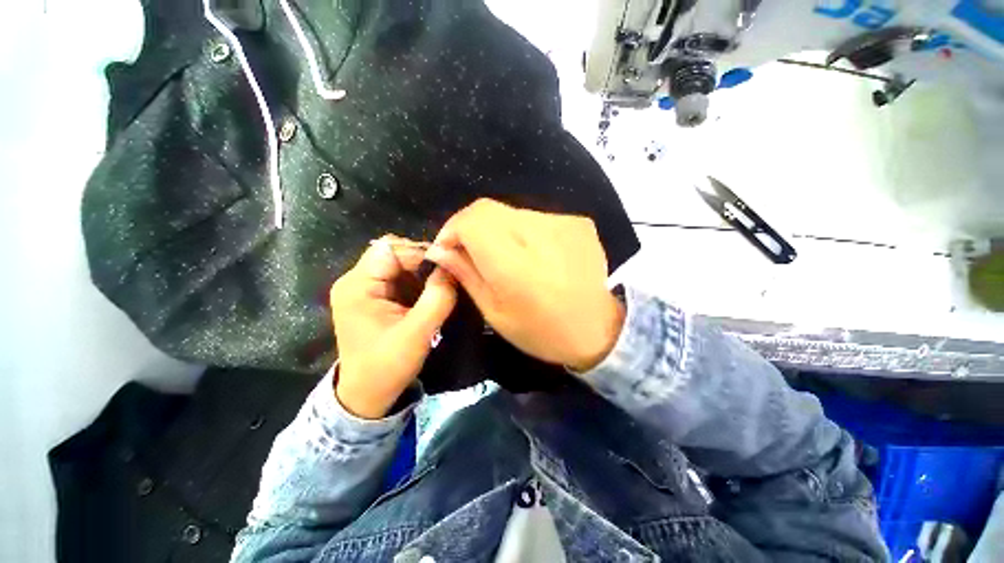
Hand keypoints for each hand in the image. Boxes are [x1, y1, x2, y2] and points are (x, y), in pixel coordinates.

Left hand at [330, 236, 456, 418]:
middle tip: (446, 277)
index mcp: (358, 286)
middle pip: (394, 252)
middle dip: (423, 262)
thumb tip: (452, 269)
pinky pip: (399, 277)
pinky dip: (417, 281)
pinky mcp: (373, 296)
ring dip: (422, 272)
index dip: (420, 253)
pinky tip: (428, 295)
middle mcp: (356, 280)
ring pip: (399, 263)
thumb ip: (437, 299)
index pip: (391, 249)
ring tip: (440, 287)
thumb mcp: (417, 334)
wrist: (366, 394)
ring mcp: (363, 288)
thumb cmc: (387, 366)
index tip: (446, 267)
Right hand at [425, 199, 623, 371]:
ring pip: (511, 212)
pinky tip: (533, 255)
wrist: (599, 330)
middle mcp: (540, 232)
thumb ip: (466, 274)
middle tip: (471, 254)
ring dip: (498, 230)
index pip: (471, 219)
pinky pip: (536, 218)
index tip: (448, 249)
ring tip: (506, 258)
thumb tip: (440, 250)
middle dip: (471, 228)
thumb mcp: (495, 312)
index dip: (452, 229)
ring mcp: (563, 223)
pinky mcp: (578, 222)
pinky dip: (524, 232)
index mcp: (514, 262)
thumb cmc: (541, 331)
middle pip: (488, 209)